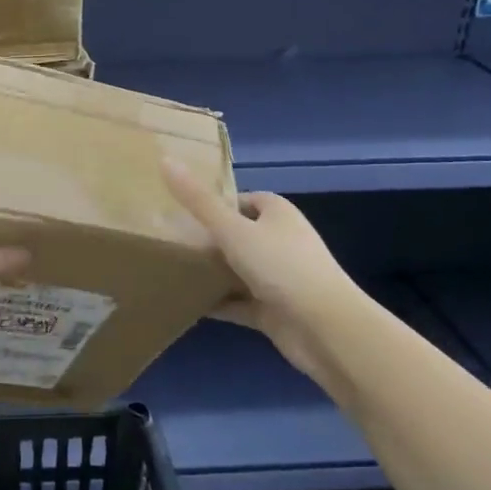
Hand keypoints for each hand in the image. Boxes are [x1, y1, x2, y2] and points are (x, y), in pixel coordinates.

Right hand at [164, 163, 351, 380]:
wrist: (325, 330)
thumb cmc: (281, 267)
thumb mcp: (232, 230)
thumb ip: (198, 201)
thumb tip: (165, 160)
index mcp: (278, 214)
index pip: (243, 200)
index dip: (215, 203)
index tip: (181, 210)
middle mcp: (281, 242)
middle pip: (238, 235)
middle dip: (207, 239)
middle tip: (169, 240)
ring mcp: (279, 279)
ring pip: (237, 270)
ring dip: (211, 272)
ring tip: (171, 268)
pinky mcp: (274, 311)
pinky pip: (238, 303)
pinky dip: (217, 303)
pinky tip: (187, 303)